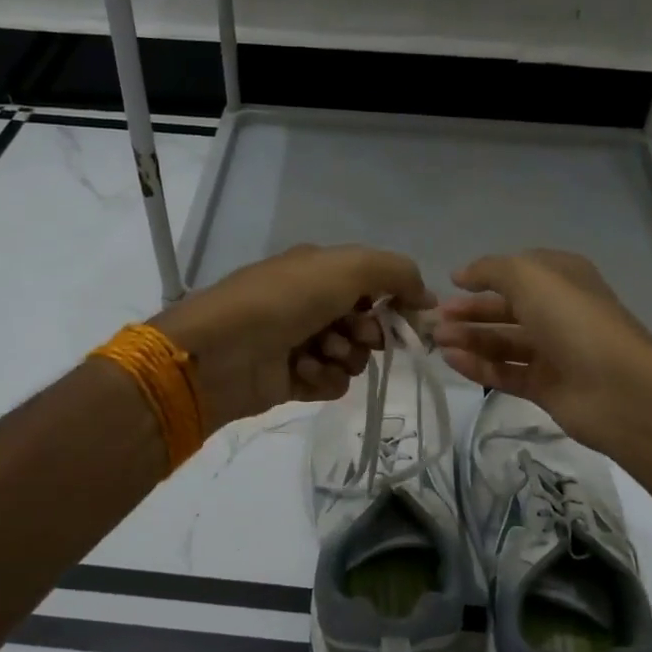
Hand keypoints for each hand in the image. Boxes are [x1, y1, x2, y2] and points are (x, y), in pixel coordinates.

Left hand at [153, 244, 431, 432]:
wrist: (223, 350)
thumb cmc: (286, 299)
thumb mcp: (349, 268)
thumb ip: (397, 273)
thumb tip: (427, 296)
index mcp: (319, 271)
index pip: (374, 284)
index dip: (396, 300)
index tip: (413, 317)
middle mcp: (311, 304)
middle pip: (367, 323)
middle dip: (369, 332)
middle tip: (357, 336)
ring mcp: (301, 342)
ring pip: (352, 357)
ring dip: (345, 357)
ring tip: (322, 353)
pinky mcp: (292, 379)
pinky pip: (331, 383)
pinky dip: (324, 379)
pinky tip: (304, 372)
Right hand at [431, 250, 651, 450]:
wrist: (617, 387)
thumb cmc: (572, 319)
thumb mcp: (529, 276)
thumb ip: (491, 270)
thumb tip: (462, 274)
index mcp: (562, 279)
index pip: (518, 272)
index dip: (485, 276)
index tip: (451, 283)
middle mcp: (558, 312)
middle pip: (506, 308)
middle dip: (471, 310)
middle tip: (436, 318)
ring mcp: (553, 352)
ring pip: (503, 342)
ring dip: (469, 338)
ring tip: (437, 340)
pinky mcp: (545, 387)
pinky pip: (505, 372)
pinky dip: (478, 366)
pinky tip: (452, 360)